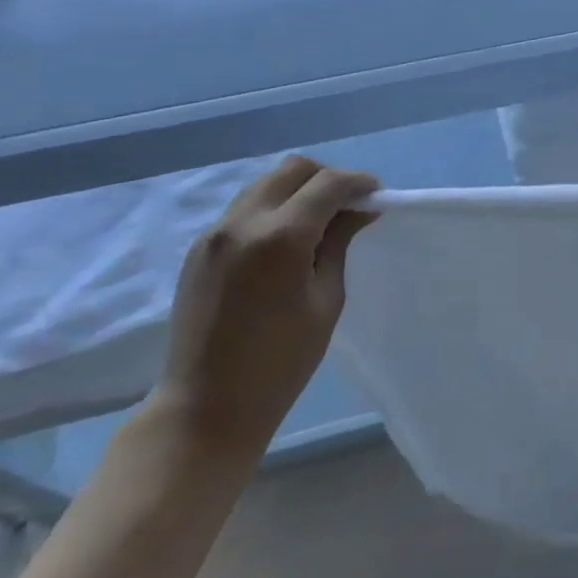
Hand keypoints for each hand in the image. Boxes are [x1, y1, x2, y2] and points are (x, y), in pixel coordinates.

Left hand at [154, 157, 378, 460]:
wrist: (205, 407)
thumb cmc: (280, 363)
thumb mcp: (326, 301)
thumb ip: (338, 244)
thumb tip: (359, 210)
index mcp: (280, 238)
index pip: (327, 184)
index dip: (358, 183)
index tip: (376, 195)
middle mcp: (243, 223)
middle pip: (292, 170)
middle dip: (327, 178)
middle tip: (349, 204)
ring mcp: (215, 233)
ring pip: (266, 184)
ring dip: (298, 190)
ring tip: (320, 220)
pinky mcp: (200, 248)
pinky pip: (245, 208)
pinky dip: (274, 208)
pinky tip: (288, 239)